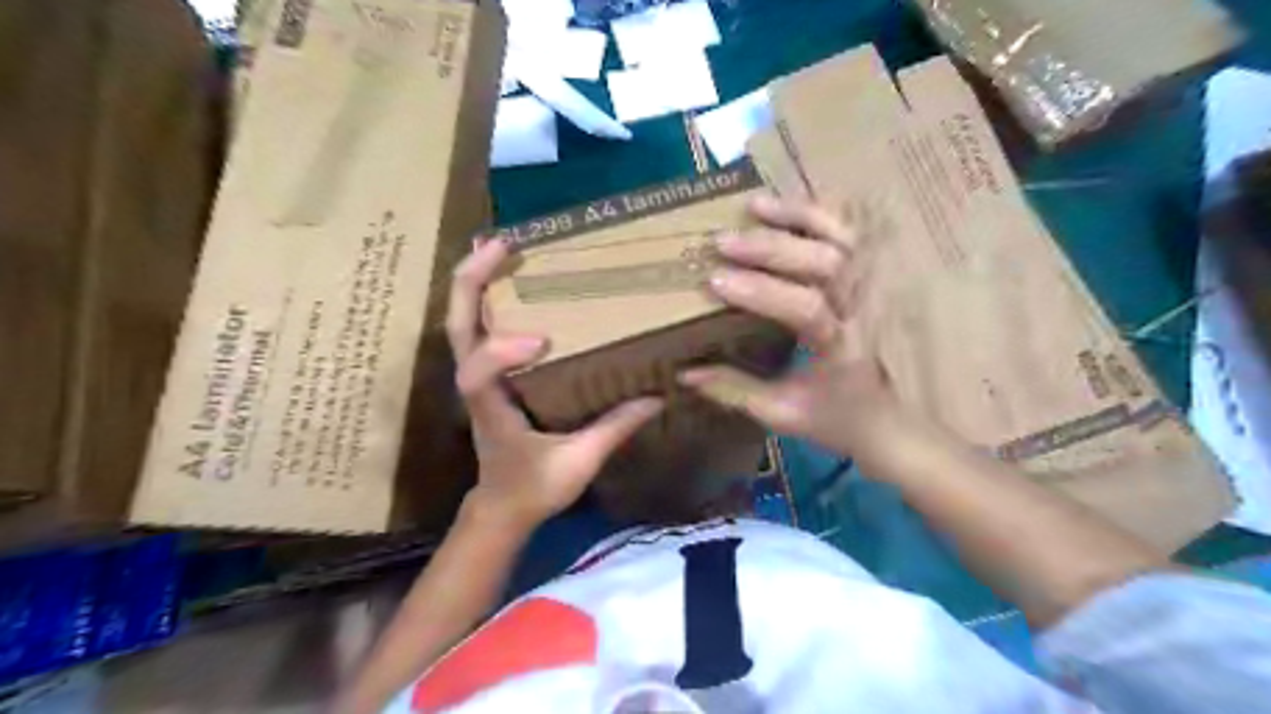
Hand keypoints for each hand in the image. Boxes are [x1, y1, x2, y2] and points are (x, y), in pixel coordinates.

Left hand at [445, 238, 665, 528]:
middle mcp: (476, 387)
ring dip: (473, 282)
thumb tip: (656, 398)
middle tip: (501, 245)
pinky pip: (476, 330)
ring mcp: (477, 378)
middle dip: (471, 284)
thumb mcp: (578, 465)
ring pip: (461, 323)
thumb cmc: (534, 489)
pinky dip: (482, 298)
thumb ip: (614, 430)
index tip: (540, 340)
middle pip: (458, 329)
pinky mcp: (486, 375)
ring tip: (498, 246)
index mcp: (493, 411)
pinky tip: (502, 276)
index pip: (477, 375)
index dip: (499, 352)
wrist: (501, 506)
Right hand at [680, 193, 898, 455]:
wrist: (896, 422)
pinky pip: (856, 234)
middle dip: (769, 248)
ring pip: (844, 238)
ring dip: (797, 218)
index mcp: (846, 348)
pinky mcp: (880, 277)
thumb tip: (684, 373)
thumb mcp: (782, 413)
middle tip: (721, 240)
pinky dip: (824, 216)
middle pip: (824, 263)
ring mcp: (879, 288)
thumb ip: (734, 390)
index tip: (715, 281)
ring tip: (753, 206)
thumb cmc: (838, 420)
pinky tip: (791, 207)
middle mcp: (869, 309)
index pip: (805, 308)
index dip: (760, 291)